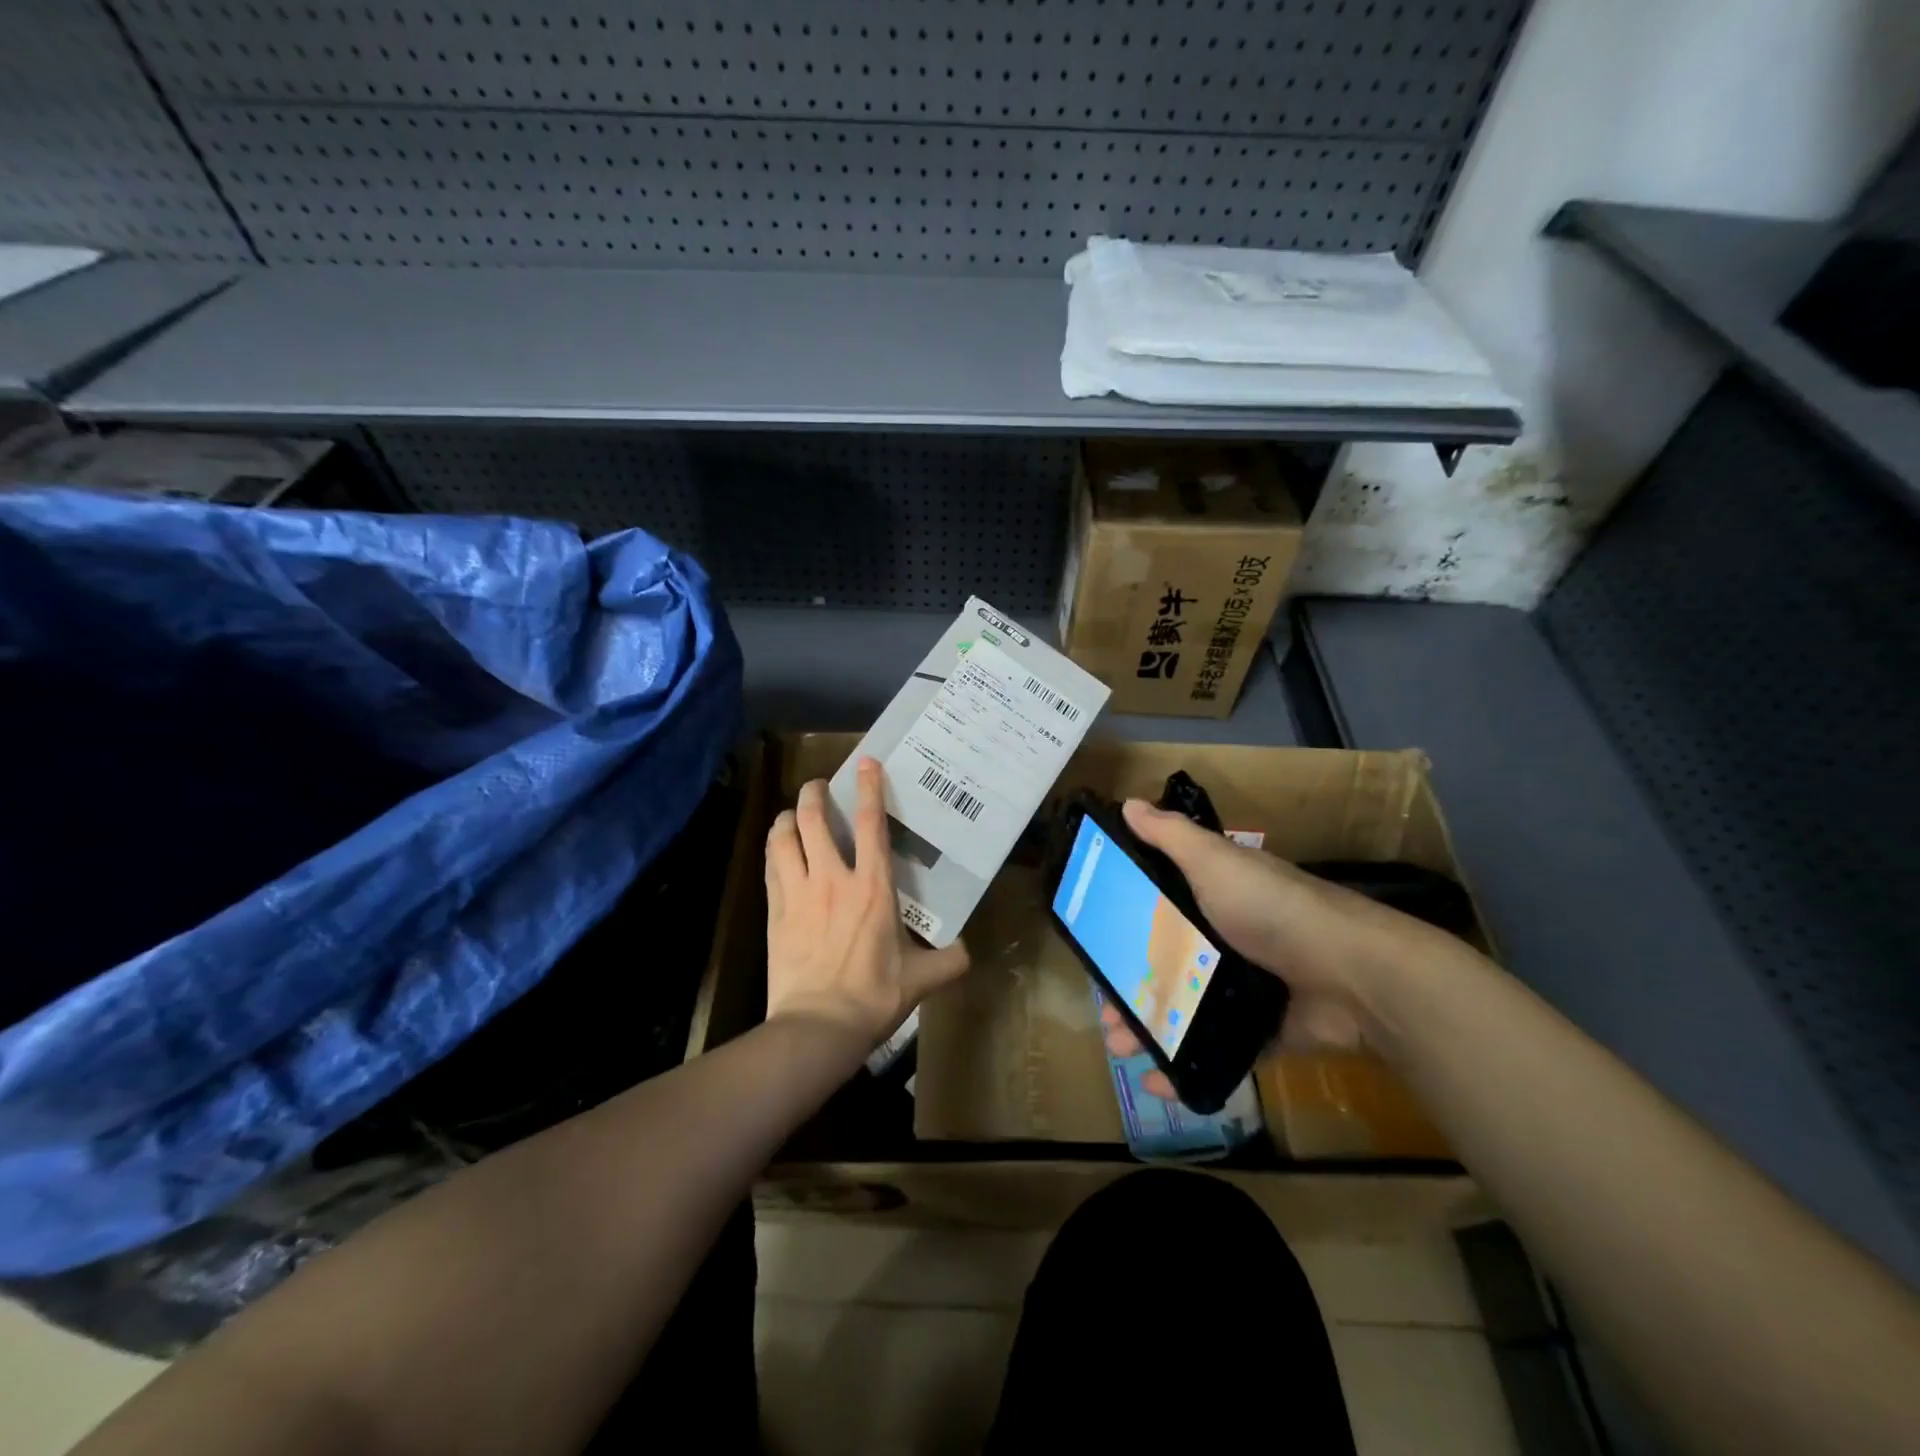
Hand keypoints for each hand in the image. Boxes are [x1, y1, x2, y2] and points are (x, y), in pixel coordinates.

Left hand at [765, 758, 970, 1049]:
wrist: (818, 1026)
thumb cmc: (873, 997)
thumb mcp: (922, 980)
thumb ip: (950, 960)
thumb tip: (968, 951)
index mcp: (873, 887)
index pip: (871, 824)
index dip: (868, 787)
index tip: (865, 763)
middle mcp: (832, 879)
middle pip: (813, 819)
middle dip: (813, 794)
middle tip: (817, 787)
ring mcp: (798, 893)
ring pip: (783, 838)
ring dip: (786, 818)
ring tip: (791, 814)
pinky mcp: (775, 912)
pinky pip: (770, 868)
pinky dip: (773, 850)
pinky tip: (777, 851)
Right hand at [1104, 800, 1456, 1068]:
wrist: (1354, 975)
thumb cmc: (1272, 909)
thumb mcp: (1216, 862)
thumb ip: (1172, 836)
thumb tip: (1128, 803)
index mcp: (1213, 896)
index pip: (1156, 907)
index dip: (1122, 927)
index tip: (1093, 947)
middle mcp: (1225, 938)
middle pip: (1164, 965)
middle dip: (1129, 991)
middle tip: (1105, 1016)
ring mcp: (1244, 987)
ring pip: (1184, 1010)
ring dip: (1149, 1031)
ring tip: (1121, 1051)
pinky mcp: (1262, 1029)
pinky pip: (1215, 1048)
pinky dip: (1187, 1065)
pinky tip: (1159, 1081)